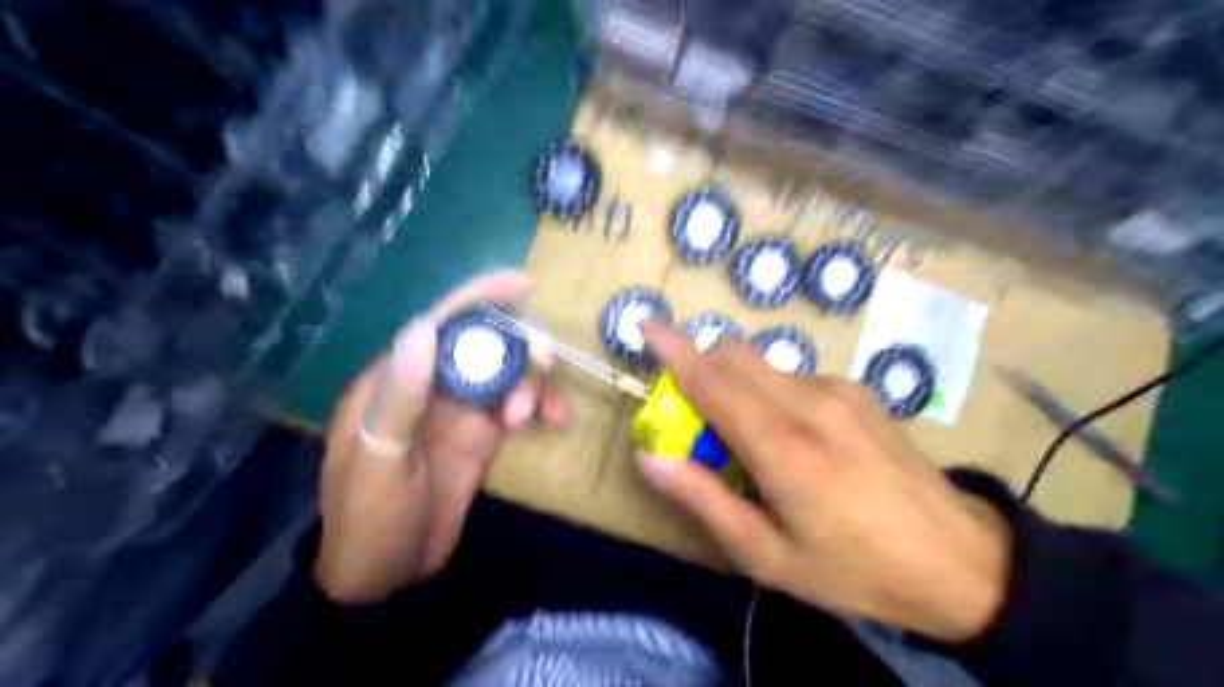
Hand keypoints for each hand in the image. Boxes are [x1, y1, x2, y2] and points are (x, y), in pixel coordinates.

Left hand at [310, 270, 568, 604]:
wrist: (385, 574)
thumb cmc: (368, 518)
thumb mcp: (378, 460)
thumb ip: (400, 396)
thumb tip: (422, 328)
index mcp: (398, 378)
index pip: (440, 322)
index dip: (480, 297)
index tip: (522, 284)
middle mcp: (433, 383)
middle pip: (485, 341)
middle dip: (520, 345)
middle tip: (543, 368)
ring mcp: (462, 408)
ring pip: (509, 371)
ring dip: (533, 381)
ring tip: (535, 415)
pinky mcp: (483, 434)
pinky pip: (520, 403)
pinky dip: (541, 405)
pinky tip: (553, 422)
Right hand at [636, 321, 1007, 642]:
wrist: (961, 561)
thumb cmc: (854, 569)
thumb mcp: (767, 556)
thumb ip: (703, 500)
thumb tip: (649, 457)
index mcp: (782, 447)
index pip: (713, 380)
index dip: (674, 349)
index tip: (646, 324)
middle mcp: (809, 403)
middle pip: (735, 355)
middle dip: (701, 363)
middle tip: (691, 411)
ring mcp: (839, 391)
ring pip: (764, 364)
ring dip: (736, 383)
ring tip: (749, 438)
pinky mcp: (859, 392)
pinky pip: (794, 377)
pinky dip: (770, 392)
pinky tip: (794, 437)